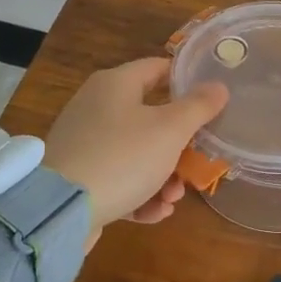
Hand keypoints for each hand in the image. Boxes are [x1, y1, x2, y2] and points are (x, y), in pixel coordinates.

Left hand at [45, 57, 228, 236]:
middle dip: (179, 144)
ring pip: (136, 152)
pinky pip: (117, 177)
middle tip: (197, 162)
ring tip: (174, 198)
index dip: (185, 80)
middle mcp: (96, 106)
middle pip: (150, 116)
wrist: (61, 211)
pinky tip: (155, 214)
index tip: (210, 100)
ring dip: (163, 175)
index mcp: (115, 84)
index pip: (157, 68)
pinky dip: (139, 193)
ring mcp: (84, 143)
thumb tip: (219, 86)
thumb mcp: (171, 130)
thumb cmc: (123, 157)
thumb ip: (199, 106)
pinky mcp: (78, 176)